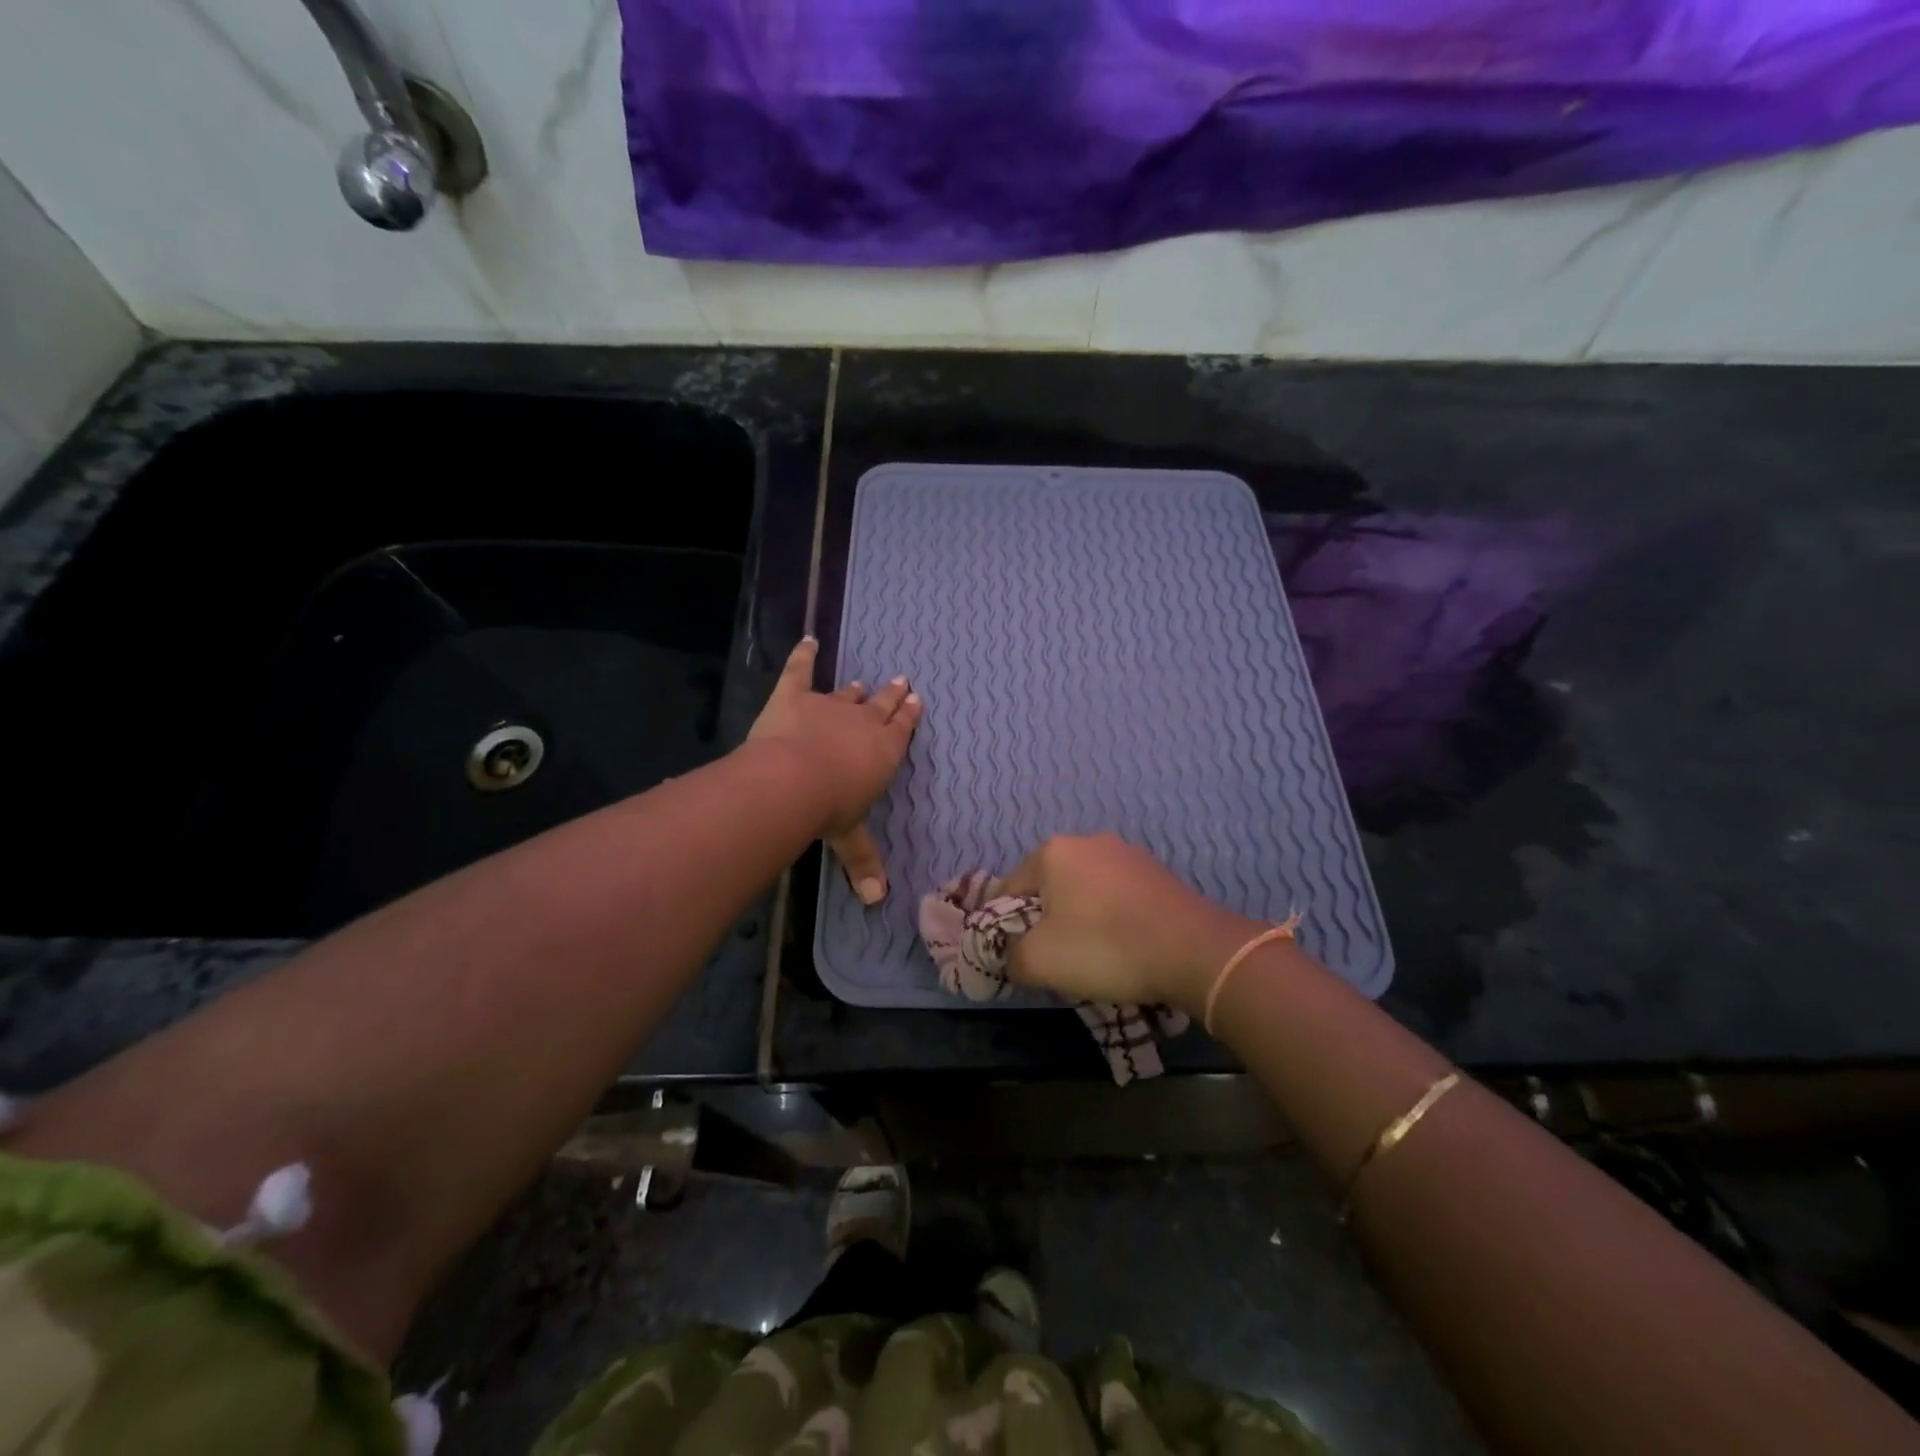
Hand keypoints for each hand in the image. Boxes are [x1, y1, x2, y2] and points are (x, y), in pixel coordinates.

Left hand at [748, 637, 921, 904]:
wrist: (793, 780)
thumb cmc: (830, 810)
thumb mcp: (849, 838)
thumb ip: (863, 863)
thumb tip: (875, 901)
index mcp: (883, 752)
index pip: (901, 729)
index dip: (909, 715)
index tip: (916, 700)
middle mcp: (862, 723)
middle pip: (881, 706)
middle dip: (892, 696)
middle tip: (902, 681)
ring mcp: (828, 705)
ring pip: (847, 694)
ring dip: (856, 689)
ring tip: (863, 682)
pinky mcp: (793, 696)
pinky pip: (800, 670)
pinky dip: (803, 655)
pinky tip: (807, 640)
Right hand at [1001, 834, 1260, 1010]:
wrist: (1192, 950)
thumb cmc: (1104, 947)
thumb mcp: (1039, 961)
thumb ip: (1010, 957)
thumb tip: (1012, 957)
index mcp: (1052, 851)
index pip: (1010, 888)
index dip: (1004, 925)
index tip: (1015, 956)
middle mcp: (1088, 841)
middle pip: (1049, 886)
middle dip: (1045, 919)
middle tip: (1052, 958)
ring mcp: (1127, 854)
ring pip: (1085, 890)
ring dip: (1080, 918)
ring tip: (1091, 956)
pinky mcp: (1157, 872)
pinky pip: (1118, 896)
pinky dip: (1112, 918)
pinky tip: (1123, 946)